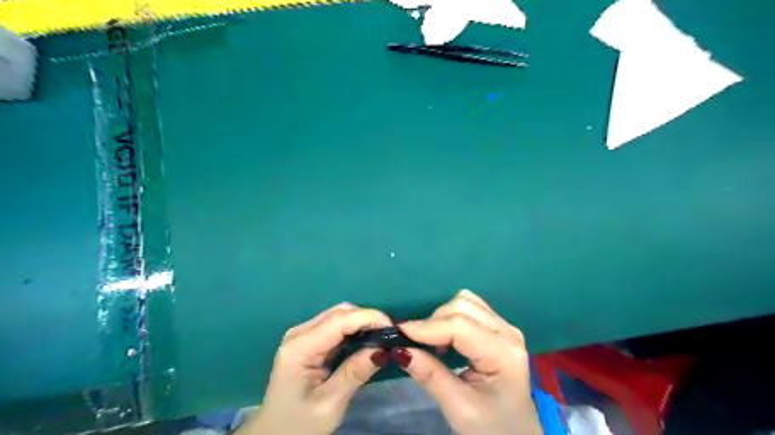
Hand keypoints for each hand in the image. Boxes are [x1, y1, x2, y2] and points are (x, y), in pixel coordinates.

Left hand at [239, 305, 393, 433]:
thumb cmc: (299, 425)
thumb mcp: (330, 403)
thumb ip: (355, 372)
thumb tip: (384, 349)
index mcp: (299, 347)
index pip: (339, 320)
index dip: (368, 317)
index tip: (393, 328)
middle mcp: (299, 333)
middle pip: (339, 313)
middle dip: (367, 318)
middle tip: (389, 335)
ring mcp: (302, 335)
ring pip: (339, 316)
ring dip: (361, 323)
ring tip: (381, 338)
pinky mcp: (308, 341)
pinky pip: (335, 326)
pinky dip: (354, 330)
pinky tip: (366, 340)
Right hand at [396, 291, 539, 433]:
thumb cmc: (491, 427)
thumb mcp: (459, 408)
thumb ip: (429, 375)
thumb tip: (399, 349)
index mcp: (504, 354)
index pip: (460, 326)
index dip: (427, 326)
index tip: (399, 332)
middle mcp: (507, 332)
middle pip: (463, 306)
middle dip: (434, 321)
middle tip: (416, 344)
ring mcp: (505, 328)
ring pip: (466, 302)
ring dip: (442, 316)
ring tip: (433, 343)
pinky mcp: (498, 328)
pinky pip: (470, 308)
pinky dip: (451, 316)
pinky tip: (446, 337)